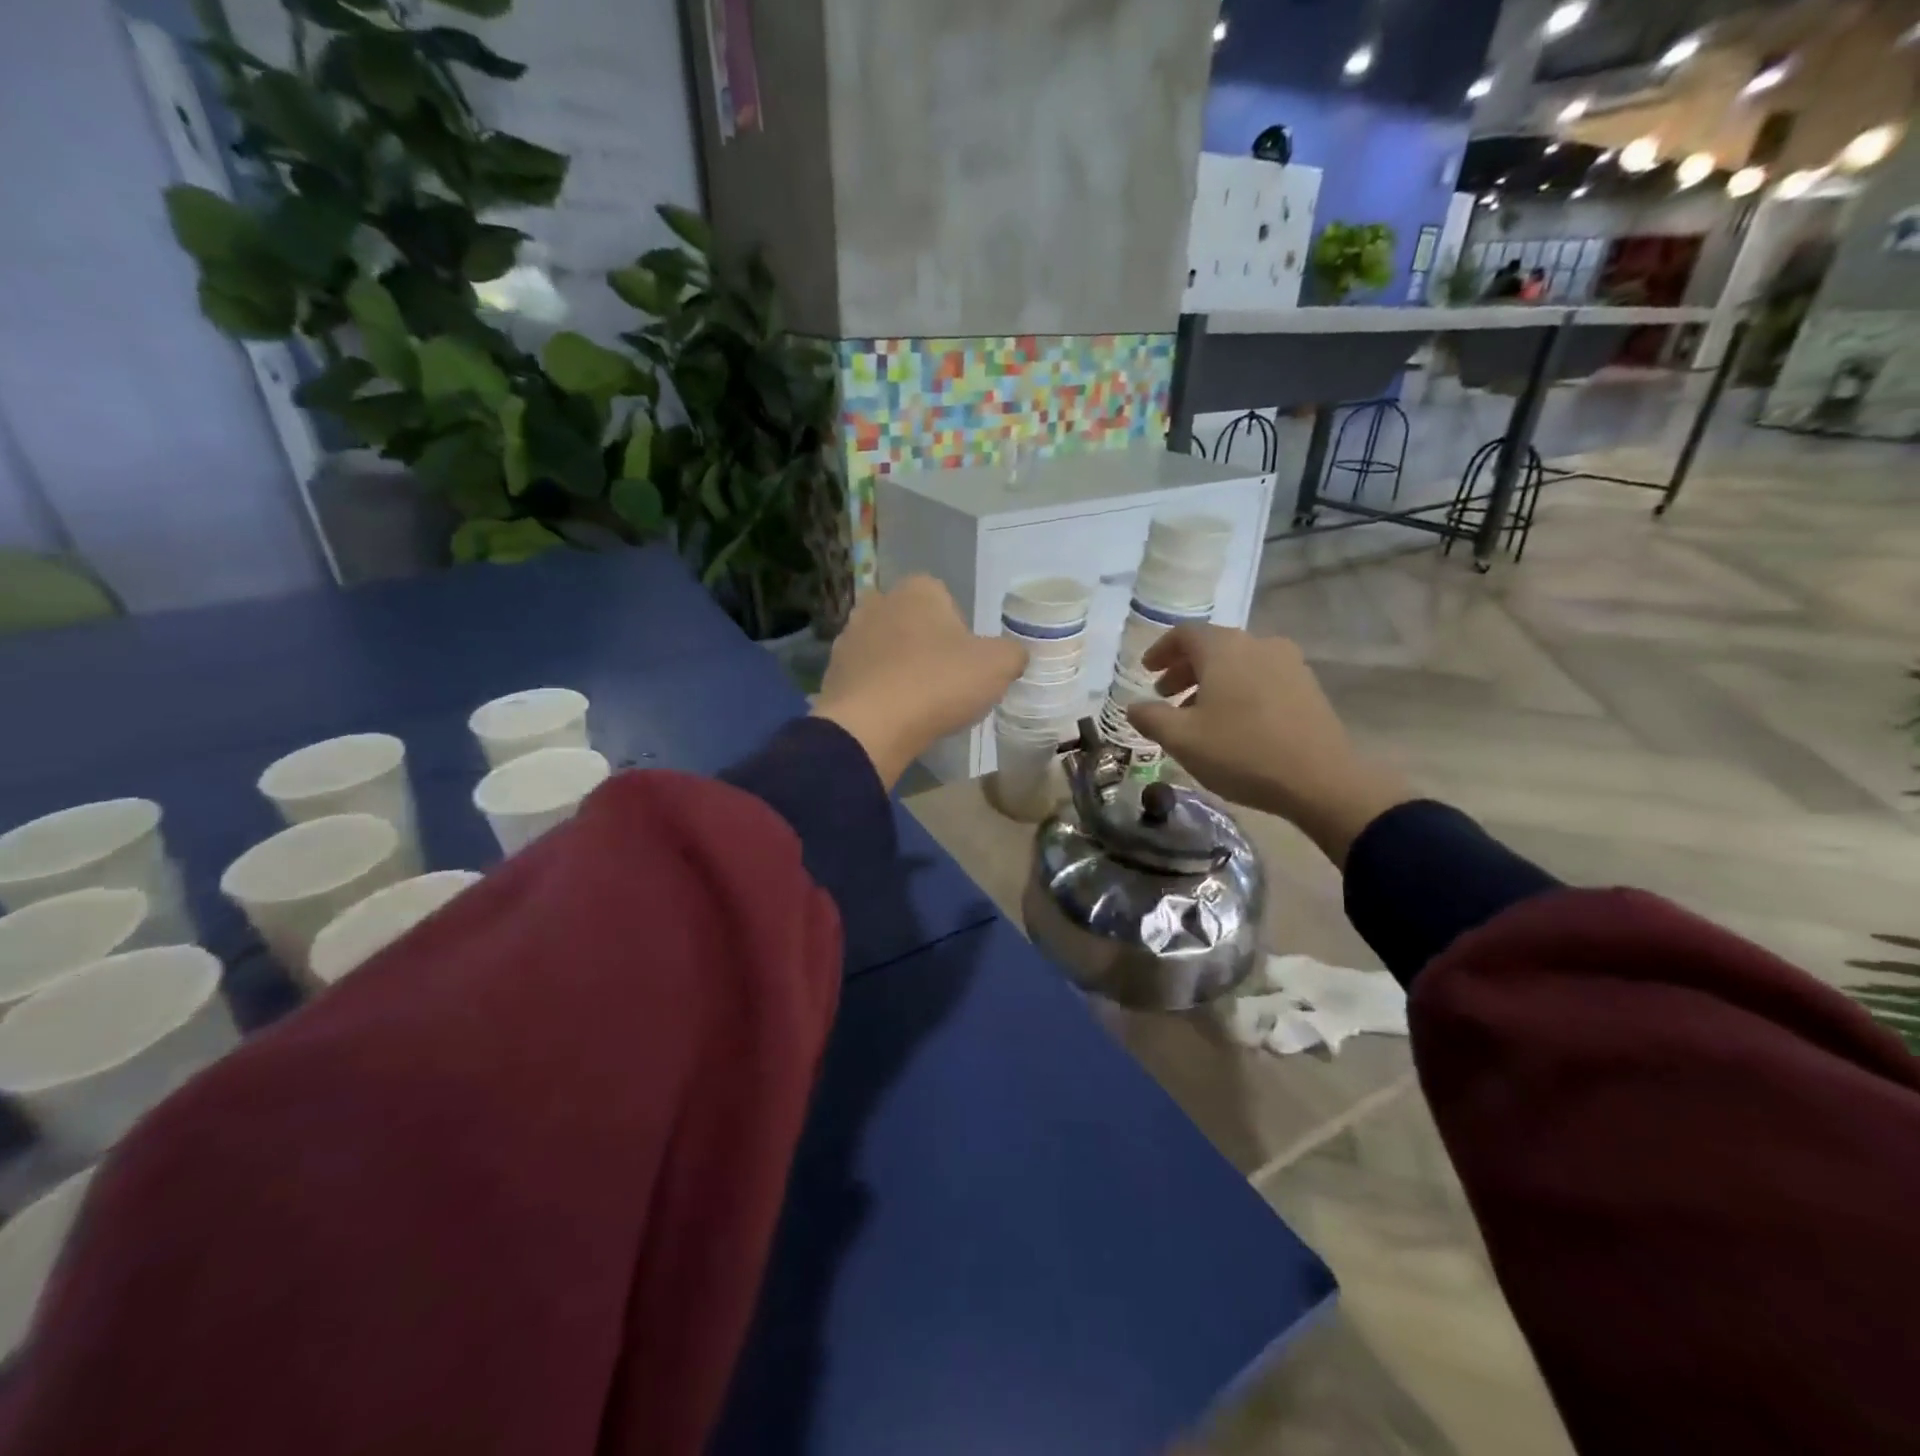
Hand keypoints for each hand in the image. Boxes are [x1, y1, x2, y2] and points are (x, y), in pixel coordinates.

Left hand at [813, 576, 1026, 788]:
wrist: (871, 727)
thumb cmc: (938, 683)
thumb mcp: (998, 667)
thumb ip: (1013, 654)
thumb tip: (1013, 656)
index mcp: (918, 589)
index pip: (947, 600)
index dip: (961, 632)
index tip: (967, 663)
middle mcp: (878, 602)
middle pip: (914, 624)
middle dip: (928, 647)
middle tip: (946, 684)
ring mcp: (849, 636)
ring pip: (888, 650)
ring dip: (902, 669)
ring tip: (919, 705)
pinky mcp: (832, 671)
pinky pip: (867, 678)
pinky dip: (880, 692)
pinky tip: (893, 717)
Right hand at [1125, 624, 1410, 864]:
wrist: (1321, 780)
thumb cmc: (1241, 752)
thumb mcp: (1182, 739)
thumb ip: (1150, 718)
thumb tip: (1134, 707)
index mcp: (1224, 649)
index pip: (1184, 634)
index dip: (1160, 650)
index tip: (1147, 671)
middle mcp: (1257, 644)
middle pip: (1212, 646)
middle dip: (1184, 669)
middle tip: (1165, 695)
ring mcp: (1288, 663)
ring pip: (1238, 663)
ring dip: (1211, 682)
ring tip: (1197, 715)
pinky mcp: (1307, 686)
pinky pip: (1261, 677)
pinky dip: (1238, 690)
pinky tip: (1232, 723)